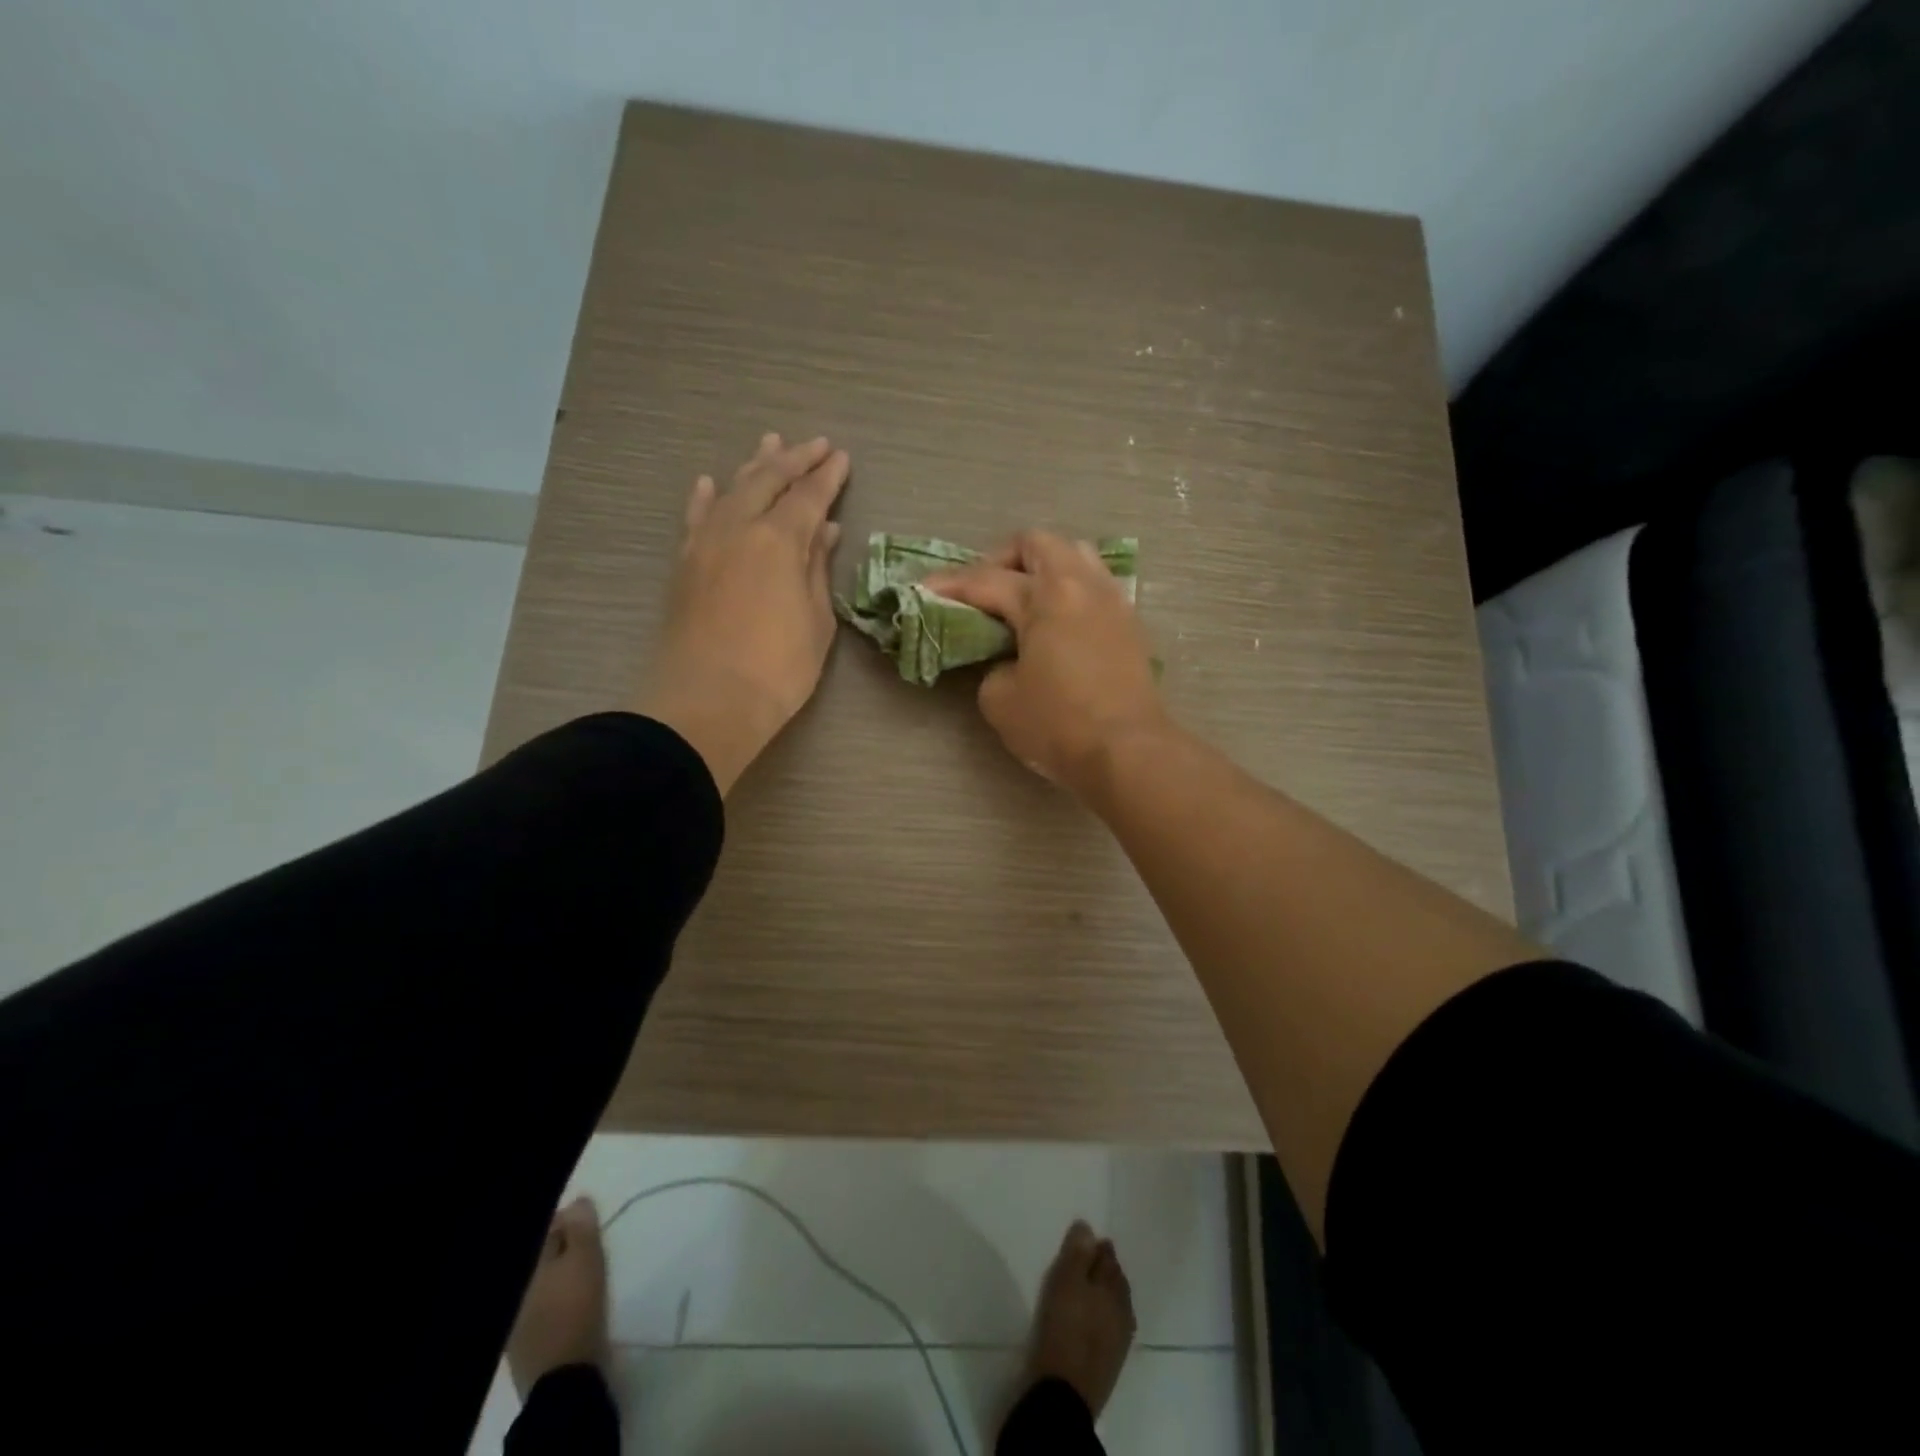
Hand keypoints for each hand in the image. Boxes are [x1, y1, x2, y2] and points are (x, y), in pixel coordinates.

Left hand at [638, 433, 849, 793]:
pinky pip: (695, 517)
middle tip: (816, 444)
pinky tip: (708, 482)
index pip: (808, 496)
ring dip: (753, 465)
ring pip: (730, 490)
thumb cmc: (778, 669)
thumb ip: (817, 570)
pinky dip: (705, 496)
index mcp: (778, 540)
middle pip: (768, 480)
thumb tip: (824, 531)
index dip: (828, 476)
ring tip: (769, 443)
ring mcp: (705, 543)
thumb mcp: (816, 621)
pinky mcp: (684, 564)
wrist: (707, 702)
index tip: (842, 458)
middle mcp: (738, 528)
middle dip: (794, 459)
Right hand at [924, 530, 1168, 798]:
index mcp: (1046, 596)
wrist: (1128, 752)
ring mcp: (1113, 602)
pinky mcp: (1131, 625)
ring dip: (1043, 568)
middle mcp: (1082, 585)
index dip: (951, 585)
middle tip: (983, 591)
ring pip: (1076, 556)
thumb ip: (992, 667)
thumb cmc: (1059, 725)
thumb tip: (1008, 662)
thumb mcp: (1000, 700)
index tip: (923, 590)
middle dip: (1002, 559)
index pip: (987, 580)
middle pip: (1038, 544)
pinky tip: (1057, 623)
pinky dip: (1070, 591)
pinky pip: (1095, 586)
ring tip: (1023, 601)